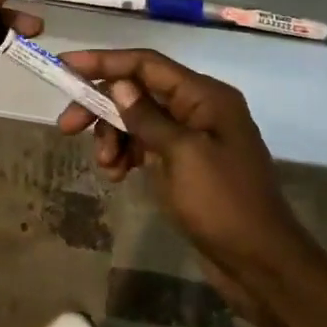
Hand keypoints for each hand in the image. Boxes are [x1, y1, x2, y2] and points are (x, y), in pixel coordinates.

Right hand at [56, 49, 308, 281]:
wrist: (262, 265)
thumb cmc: (224, 204)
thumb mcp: (182, 156)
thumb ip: (147, 118)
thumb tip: (118, 84)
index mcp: (204, 96)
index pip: (146, 64)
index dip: (104, 61)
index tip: (65, 66)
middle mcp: (198, 107)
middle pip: (137, 90)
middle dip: (101, 105)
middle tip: (66, 126)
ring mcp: (192, 137)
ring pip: (137, 119)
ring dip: (113, 136)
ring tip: (104, 166)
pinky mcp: (185, 164)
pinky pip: (146, 145)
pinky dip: (126, 154)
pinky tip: (116, 175)